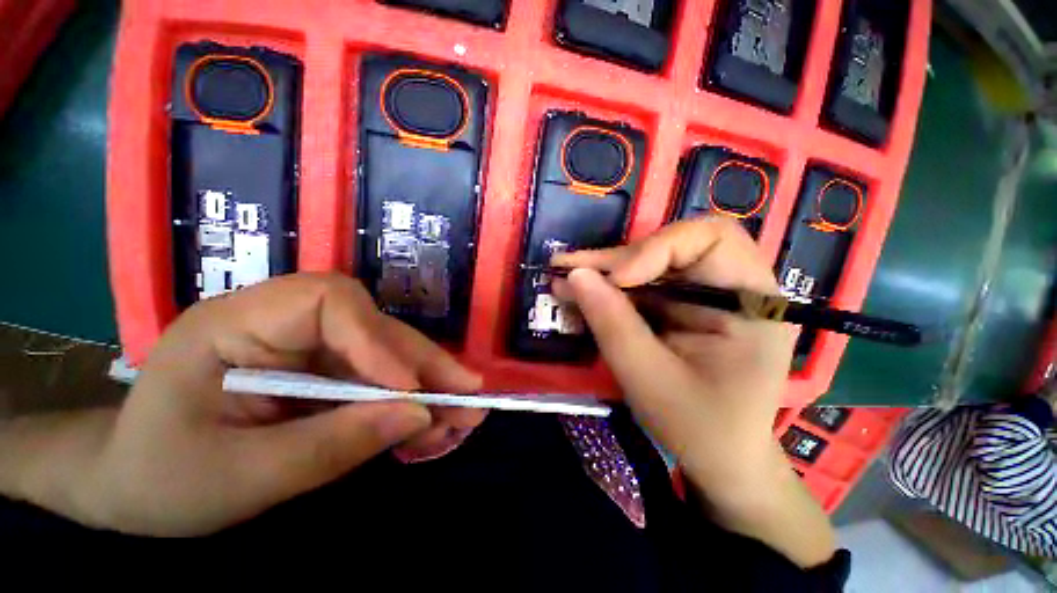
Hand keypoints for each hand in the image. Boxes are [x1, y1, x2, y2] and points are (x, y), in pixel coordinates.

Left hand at [83, 274, 481, 535]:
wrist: (130, 488)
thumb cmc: (160, 480)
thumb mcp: (240, 478)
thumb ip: (332, 445)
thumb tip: (418, 416)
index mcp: (236, 324)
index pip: (327, 302)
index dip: (378, 340)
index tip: (411, 388)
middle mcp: (283, 323)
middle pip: (373, 329)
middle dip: (423, 366)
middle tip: (468, 397)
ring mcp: (308, 347)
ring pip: (385, 355)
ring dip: (426, 387)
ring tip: (461, 417)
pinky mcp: (323, 372)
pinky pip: (377, 380)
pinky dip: (407, 405)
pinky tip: (428, 427)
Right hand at [554, 217, 834, 566]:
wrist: (720, 458)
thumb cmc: (699, 428)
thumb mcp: (650, 379)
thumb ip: (613, 324)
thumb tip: (575, 276)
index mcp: (751, 303)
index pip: (711, 239)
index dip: (657, 248)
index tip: (616, 279)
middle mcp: (733, 287)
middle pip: (672, 247)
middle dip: (617, 260)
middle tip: (567, 269)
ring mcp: (705, 295)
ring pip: (649, 263)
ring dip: (605, 272)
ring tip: (563, 277)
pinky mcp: (682, 306)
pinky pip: (642, 285)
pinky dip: (609, 289)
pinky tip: (579, 294)